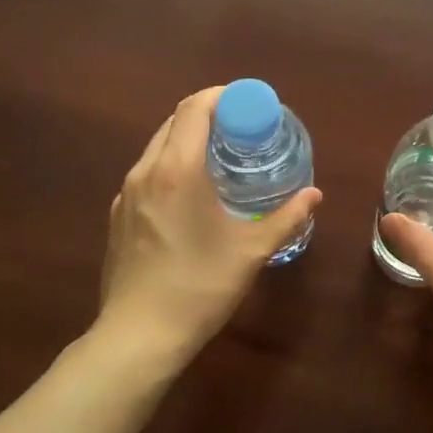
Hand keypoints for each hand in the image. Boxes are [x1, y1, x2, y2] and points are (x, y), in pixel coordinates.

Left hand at [99, 86, 320, 358]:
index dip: (222, 97)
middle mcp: (145, 171)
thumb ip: (287, 217)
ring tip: (220, 159)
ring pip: (157, 148)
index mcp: (177, 169)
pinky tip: (191, 196)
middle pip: (174, 122)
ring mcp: (126, 195)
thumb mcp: (251, 250)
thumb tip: (314, 195)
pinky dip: (171, 166)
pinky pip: (147, 174)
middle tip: (242, 131)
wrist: (139, 336)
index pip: (194, 108)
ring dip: (188, 141)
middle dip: (208, 116)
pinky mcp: (118, 217)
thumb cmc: (200, 286)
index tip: (249, 105)